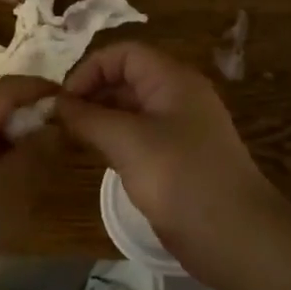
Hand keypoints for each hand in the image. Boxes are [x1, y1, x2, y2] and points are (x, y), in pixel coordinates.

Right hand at [58, 42, 284, 282]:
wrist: (234, 236)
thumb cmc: (179, 177)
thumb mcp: (126, 141)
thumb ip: (87, 118)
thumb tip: (55, 103)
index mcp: (172, 79)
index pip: (123, 54)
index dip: (90, 69)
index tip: (62, 100)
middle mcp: (178, 96)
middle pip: (127, 78)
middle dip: (92, 93)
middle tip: (60, 121)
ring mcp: (181, 129)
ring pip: (132, 109)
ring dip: (101, 118)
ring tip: (71, 138)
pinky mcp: (179, 158)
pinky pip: (141, 136)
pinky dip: (116, 140)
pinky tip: (97, 157)